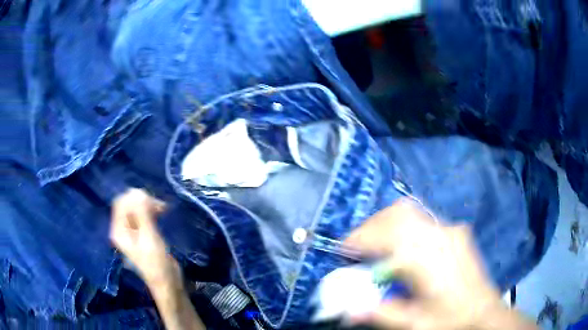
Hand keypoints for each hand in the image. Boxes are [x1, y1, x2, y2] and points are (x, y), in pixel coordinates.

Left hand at [110, 188, 179, 286]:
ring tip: (163, 210)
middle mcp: (122, 229)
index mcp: (118, 230)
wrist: (167, 282)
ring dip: (148, 206)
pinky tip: (161, 213)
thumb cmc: (156, 263)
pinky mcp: (141, 234)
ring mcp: (131, 231)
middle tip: (160, 207)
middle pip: (127, 204)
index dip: (135, 198)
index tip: (153, 203)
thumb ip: (141, 214)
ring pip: (136, 209)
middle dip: (142, 201)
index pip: (120, 203)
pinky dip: (150, 212)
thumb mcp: (149, 237)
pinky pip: (142, 216)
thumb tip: (136, 190)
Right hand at [344, 199, 534, 329]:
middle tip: (357, 246)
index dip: (360, 239)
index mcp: (428, 258)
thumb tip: (348, 310)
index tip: (343, 250)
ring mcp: (450, 230)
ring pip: (411, 212)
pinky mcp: (455, 232)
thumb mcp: (414, 324)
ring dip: (387, 224)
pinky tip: (402, 247)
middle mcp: (440, 235)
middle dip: (371, 226)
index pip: (387, 236)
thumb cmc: (451, 319)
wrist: (484, 312)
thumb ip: (381, 314)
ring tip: (376, 244)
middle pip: (398, 214)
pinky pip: (423, 219)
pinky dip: (403, 226)